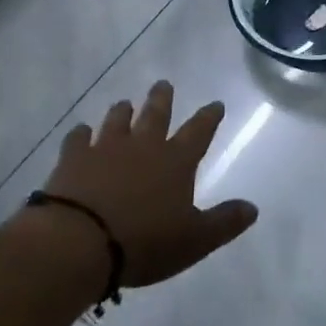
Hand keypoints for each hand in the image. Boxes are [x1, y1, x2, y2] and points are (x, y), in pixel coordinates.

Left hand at [43, 81, 257, 287]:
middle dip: (162, 99)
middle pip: (156, 115)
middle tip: (163, 84)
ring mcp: (105, 149)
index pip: (199, 132)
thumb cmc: (144, 242)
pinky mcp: (73, 159)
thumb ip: (224, 222)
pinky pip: (78, 138)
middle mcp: (143, 146)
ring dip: (123, 111)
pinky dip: (81, 133)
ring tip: (125, 103)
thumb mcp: (194, 240)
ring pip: (117, 121)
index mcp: (176, 161)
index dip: (209, 118)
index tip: (216, 104)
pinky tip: (81, 131)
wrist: (78, 242)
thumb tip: (253, 208)